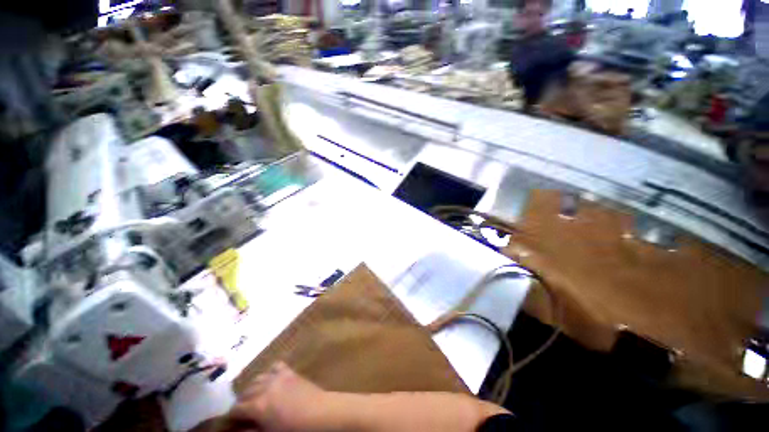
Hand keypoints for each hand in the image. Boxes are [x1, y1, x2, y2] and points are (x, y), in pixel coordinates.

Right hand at [226, 362, 336, 431]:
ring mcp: (278, 377)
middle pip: (245, 392)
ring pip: (258, 378)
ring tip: (255, 397)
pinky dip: (270, 373)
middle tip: (244, 412)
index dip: (232, 416)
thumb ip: (251, 431)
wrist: (319, 413)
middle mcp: (264, 388)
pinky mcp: (290, 371)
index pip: (236, 409)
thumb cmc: (294, 430)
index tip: (231, 422)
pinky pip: (275, 367)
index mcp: (257, 406)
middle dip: (242, 402)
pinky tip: (271, 381)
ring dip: (253, 388)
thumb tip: (238, 430)